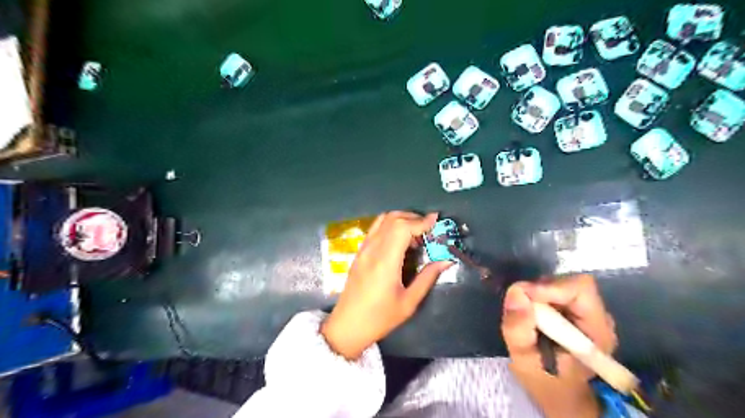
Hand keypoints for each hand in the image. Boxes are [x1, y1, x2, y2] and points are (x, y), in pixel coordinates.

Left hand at [323, 212, 453, 359]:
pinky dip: (390, 225)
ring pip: (382, 220)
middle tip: (428, 228)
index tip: (436, 220)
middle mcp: (372, 249)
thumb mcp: (409, 302)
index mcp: (385, 261)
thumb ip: (427, 277)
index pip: (402, 228)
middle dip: (413, 217)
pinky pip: (375, 229)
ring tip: (415, 234)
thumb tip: (446, 261)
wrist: (347, 325)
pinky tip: (399, 240)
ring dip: (401, 219)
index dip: (420, 221)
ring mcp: (363, 249)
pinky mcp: (359, 252)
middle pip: (392, 219)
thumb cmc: (380, 318)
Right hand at [501, 274, 616, 417]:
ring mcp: (589, 313)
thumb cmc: (546, 383)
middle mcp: (599, 317)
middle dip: (540, 290)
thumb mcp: (524, 362)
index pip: (580, 289)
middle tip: (519, 307)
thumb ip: (518, 329)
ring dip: (538, 294)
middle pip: (570, 283)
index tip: (523, 296)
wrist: (561, 396)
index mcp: (597, 331)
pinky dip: (538, 297)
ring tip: (525, 315)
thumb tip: (515, 292)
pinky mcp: (577, 311)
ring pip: (561, 285)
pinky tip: (532, 316)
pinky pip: (556, 292)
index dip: (550, 287)